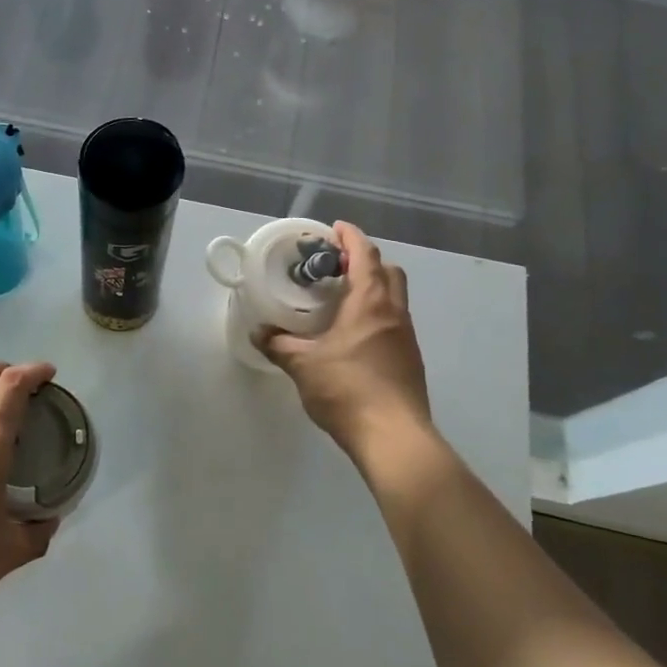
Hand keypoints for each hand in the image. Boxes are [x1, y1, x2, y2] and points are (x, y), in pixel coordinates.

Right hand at [256, 223, 433, 458]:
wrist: (394, 438)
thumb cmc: (348, 390)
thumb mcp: (303, 365)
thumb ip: (278, 345)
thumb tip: (257, 332)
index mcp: (371, 303)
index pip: (366, 255)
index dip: (351, 237)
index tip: (334, 228)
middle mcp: (395, 313)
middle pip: (388, 271)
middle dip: (365, 261)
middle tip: (336, 266)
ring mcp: (406, 338)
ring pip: (394, 298)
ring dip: (372, 289)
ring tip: (340, 299)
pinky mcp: (409, 360)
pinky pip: (393, 322)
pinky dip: (375, 315)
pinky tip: (352, 335)